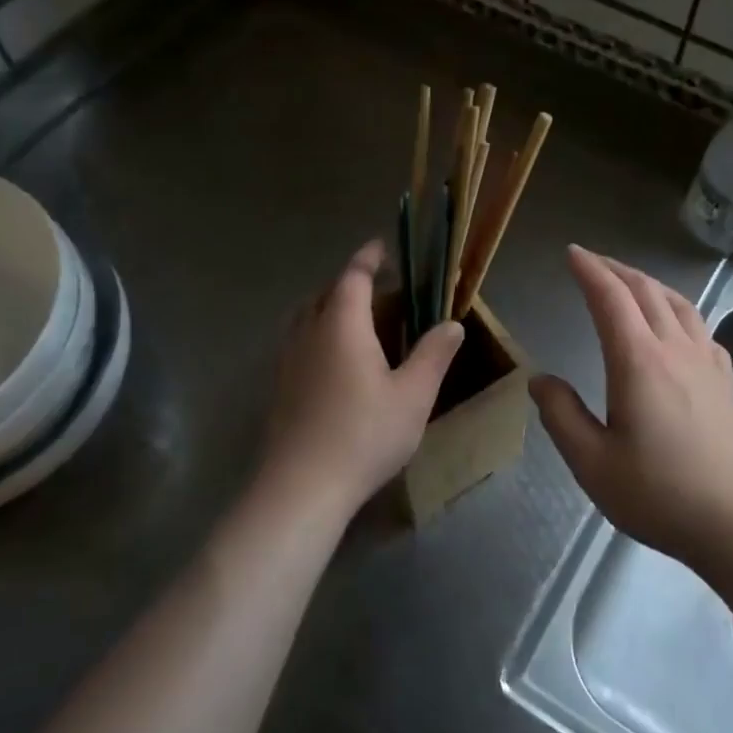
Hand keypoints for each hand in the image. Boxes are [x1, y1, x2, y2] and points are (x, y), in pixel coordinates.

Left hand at [261, 240, 463, 510]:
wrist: (302, 486)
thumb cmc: (364, 434)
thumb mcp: (413, 395)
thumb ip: (434, 355)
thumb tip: (453, 324)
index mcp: (342, 325)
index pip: (353, 277)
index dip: (368, 258)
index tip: (383, 246)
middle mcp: (309, 333)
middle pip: (324, 293)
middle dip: (350, 283)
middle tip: (378, 288)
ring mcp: (288, 361)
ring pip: (305, 317)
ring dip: (329, 307)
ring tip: (356, 320)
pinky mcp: (279, 387)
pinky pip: (298, 342)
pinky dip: (317, 334)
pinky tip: (335, 361)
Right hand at [531, 246, 732, 565]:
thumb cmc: (663, 496)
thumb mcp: (594, 464)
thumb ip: (562, 417)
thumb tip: (540, 380)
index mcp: (639, 362)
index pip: (611, 299)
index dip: (590, 271)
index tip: (572, 253)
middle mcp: (676, 351)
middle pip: (647, 292)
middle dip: (617, 270)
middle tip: (593, 260)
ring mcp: (708, 366)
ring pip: (679, 305)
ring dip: (650, 285)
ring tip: (632, 283)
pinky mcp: (728, 385)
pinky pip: (702, 330)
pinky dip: (682, 312)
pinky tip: (680, 328)